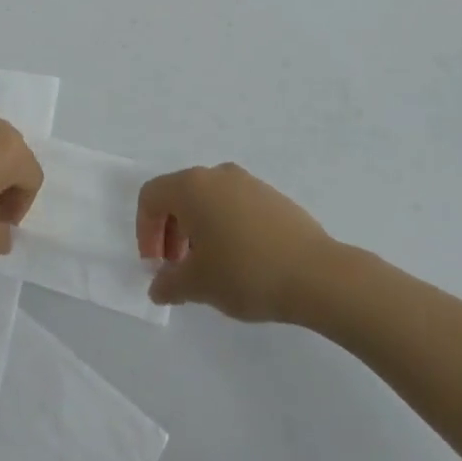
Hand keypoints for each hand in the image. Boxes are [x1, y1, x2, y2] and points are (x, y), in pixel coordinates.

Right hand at [136, 163, 336, 321]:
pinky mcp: (271, 196)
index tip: (157, 265)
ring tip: (209, 268)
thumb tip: (159, 285)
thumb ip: (169, 283)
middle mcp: (217, 174)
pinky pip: (233, 204)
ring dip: (197, 229)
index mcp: (192, 186)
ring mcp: (247, 182)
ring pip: (207, 199)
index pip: (151, 196)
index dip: (145, 231)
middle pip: (178, 194)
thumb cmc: (246, 272)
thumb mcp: (199, 284)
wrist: (316, 273)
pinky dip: (223, 226)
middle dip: (170, 231)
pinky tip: (239, 260)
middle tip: (178, 269)